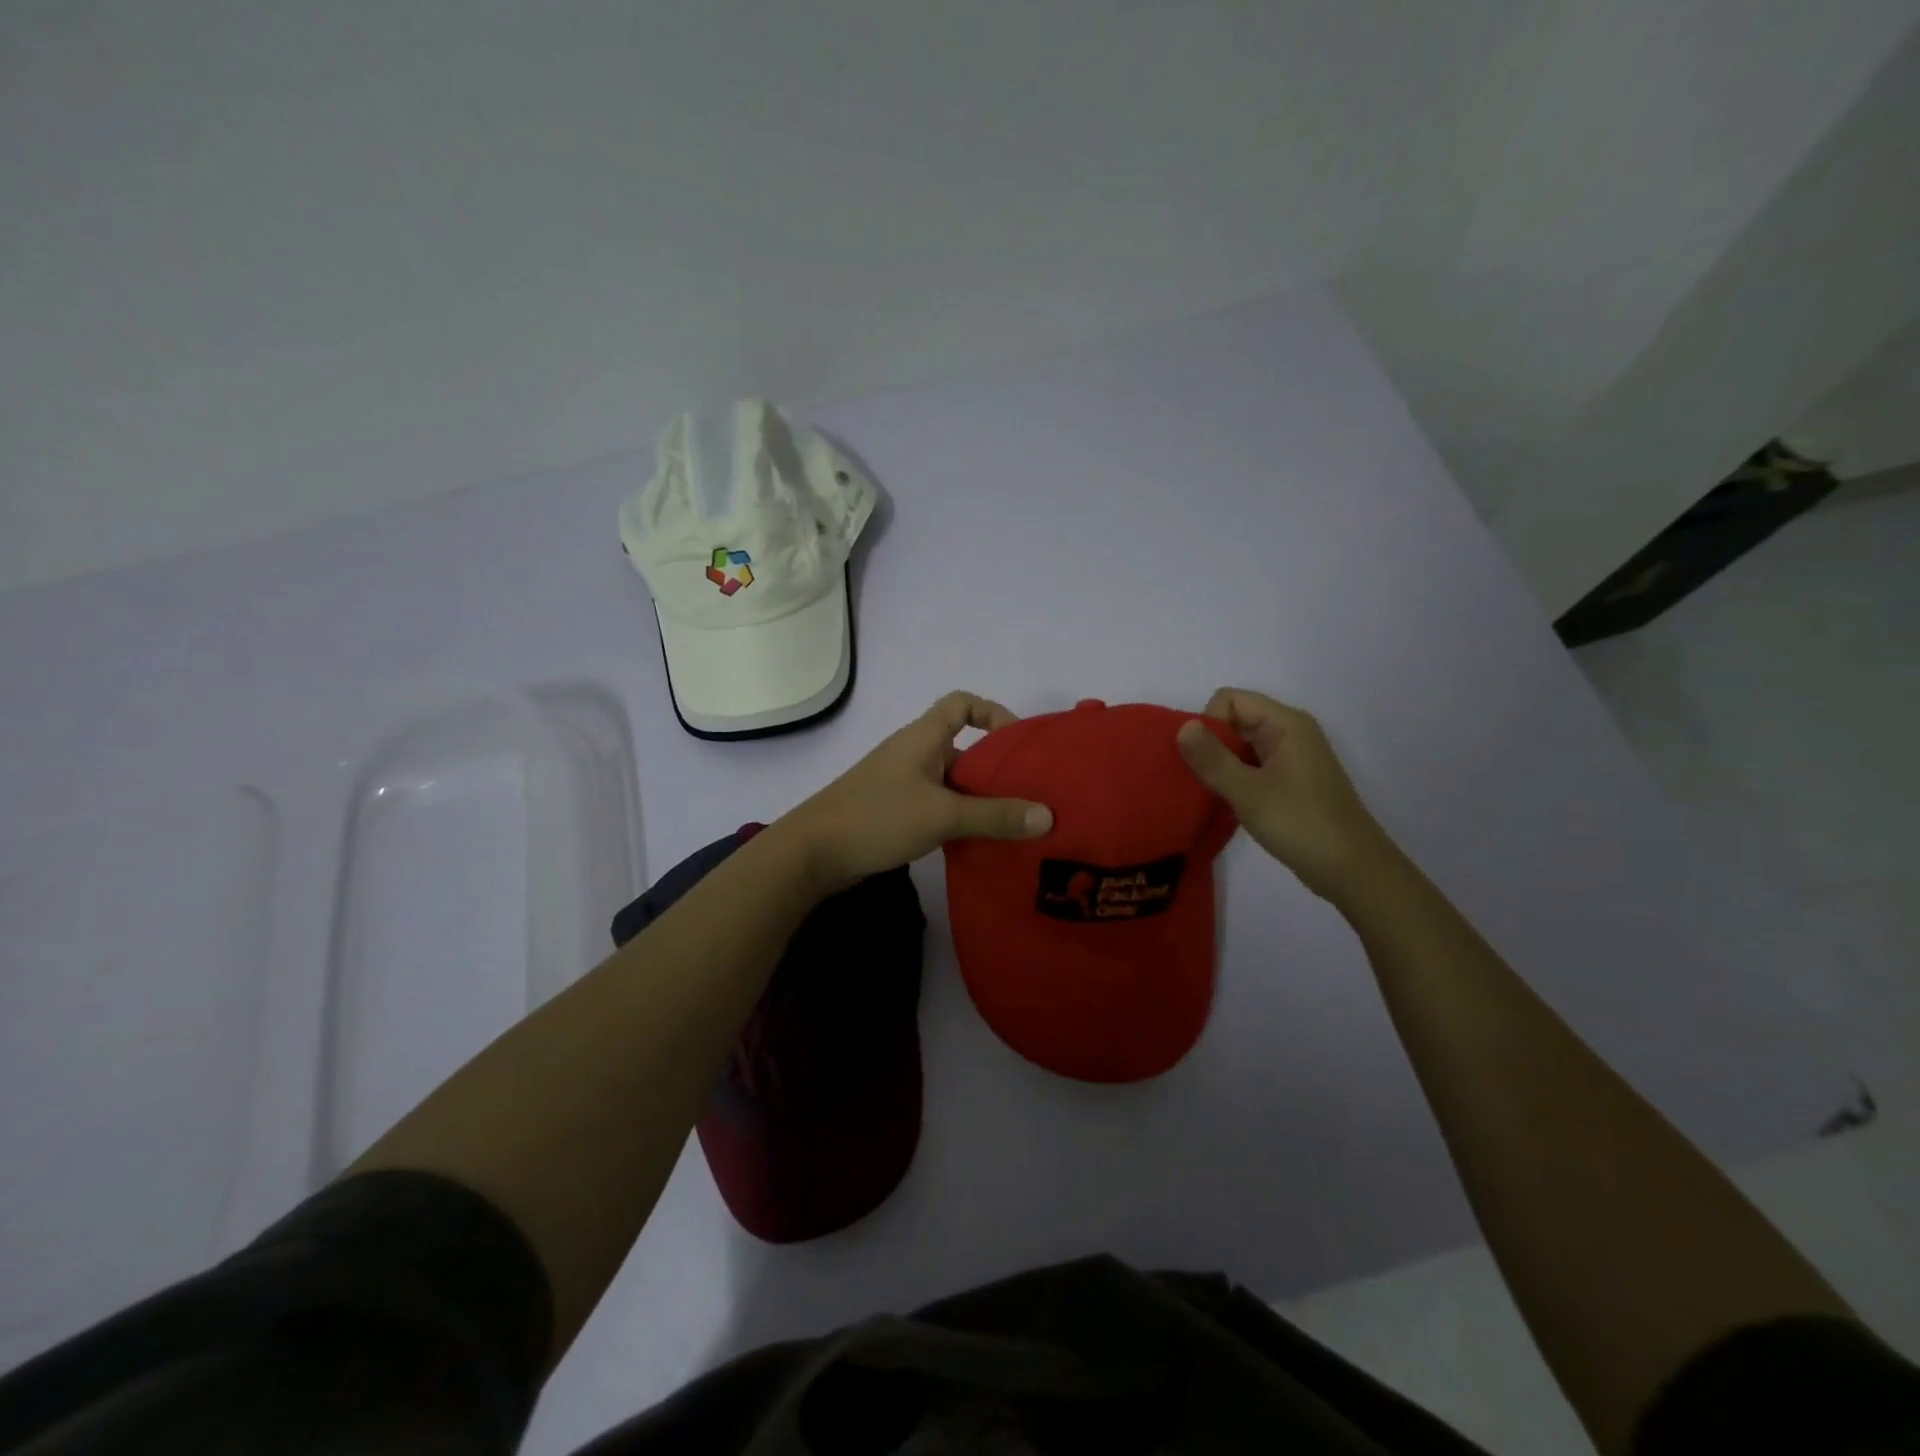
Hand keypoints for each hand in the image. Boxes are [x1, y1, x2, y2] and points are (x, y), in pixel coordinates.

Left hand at [780, 692, 1053, 891]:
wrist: (813, 852)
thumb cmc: (878, 817)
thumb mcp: (942, 814)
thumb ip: (995, 816)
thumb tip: (1048, 816)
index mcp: (923, 737)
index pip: (962, 703)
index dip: (993, 713)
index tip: (1018, 745)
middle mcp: (914, 753)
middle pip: (964, 747)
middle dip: (996, 768)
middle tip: (1031, 794)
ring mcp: (903, 784)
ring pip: (952, 782)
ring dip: (979, 798)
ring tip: (1014, 824)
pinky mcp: (895, 811)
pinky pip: (938, 805)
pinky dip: (959, 818)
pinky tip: (979, 843)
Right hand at [1175, 688, 1396, 900]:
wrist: (1353, 870)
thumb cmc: (1301, 825)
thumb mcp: (1249, 792)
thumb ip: (1212, 759)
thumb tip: (1182, 726)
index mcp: (1286, 724)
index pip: (1230, 699)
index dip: (1209, 724)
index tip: (1204, 761)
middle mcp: (1290, 732)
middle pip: (1235, 719)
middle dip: (1211, 744)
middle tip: (1200, 780)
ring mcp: (1292, 758)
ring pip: (1242, 745)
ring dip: (1221, 764)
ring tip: (1211, 794)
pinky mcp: (1291, 781)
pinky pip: (1253, 765)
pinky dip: (1235, 778)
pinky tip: (1228, 803)